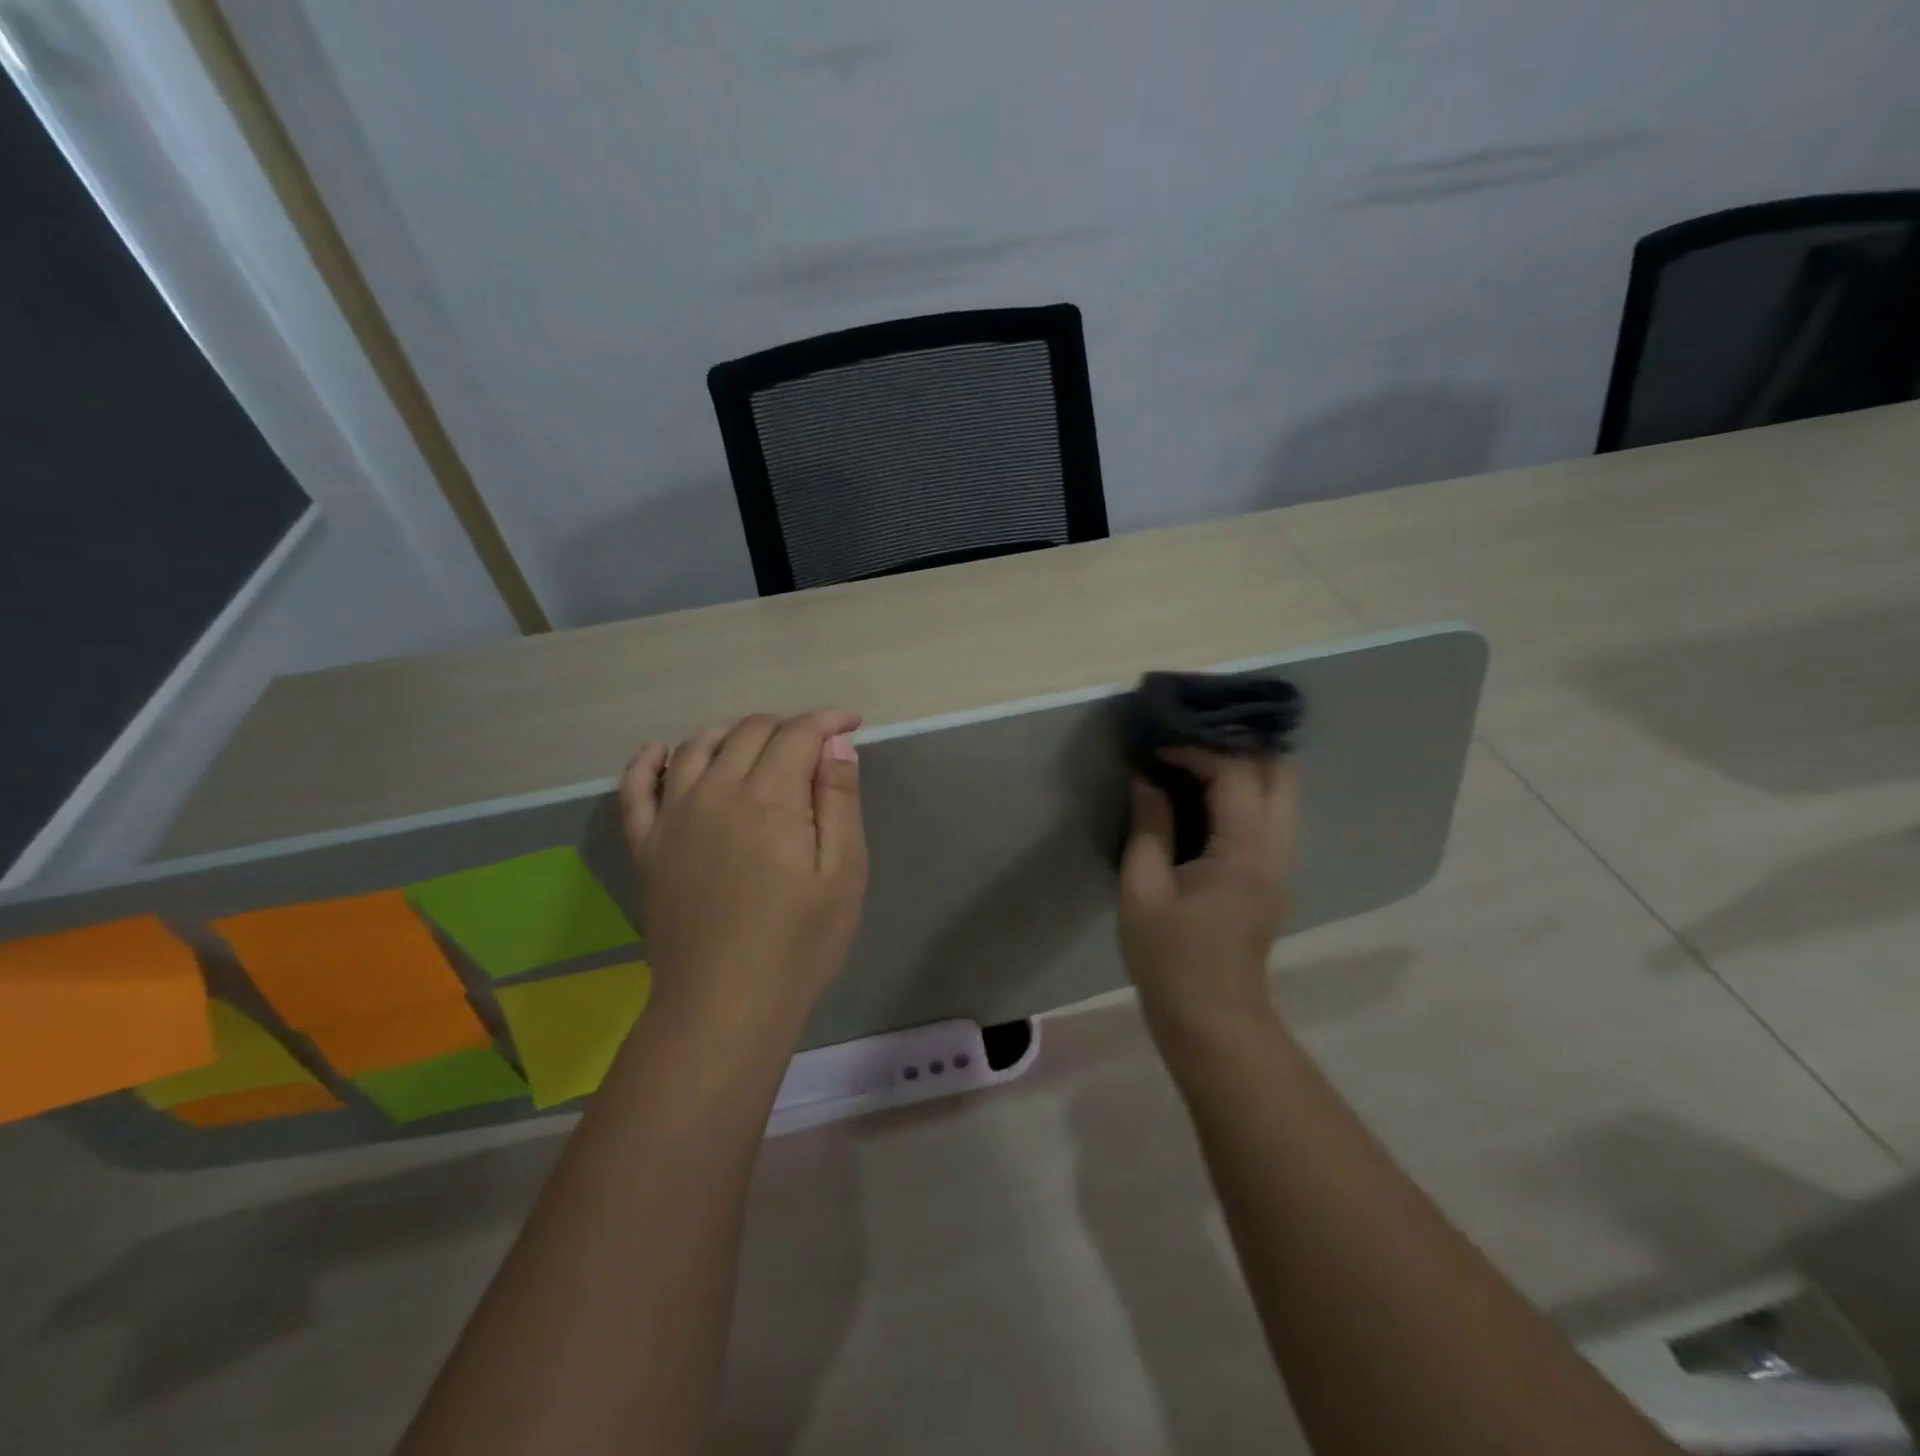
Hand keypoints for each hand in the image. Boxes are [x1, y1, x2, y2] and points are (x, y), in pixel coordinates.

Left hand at [620, 710, 867, 1036]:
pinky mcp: (648, 846)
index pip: (798, 733)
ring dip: (732, 732)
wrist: (724, 1007)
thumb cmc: (799, 944)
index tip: (852, 724)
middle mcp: (716, 791)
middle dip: (789, 726)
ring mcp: (674, 817)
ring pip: (698, 747)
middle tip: (816, 748)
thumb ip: (839, 800)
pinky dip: (648, 762)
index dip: (828, 721)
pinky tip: (659, 750)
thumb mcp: (843, 872)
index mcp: (769, 797)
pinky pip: (636, 789)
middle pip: (749, 731)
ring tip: (759, 744)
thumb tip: (835, 743)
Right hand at [1118, 750, 1297, 1035]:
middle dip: (1235, 749)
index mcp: (1244, 851)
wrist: (1212, 1020)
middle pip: (1281, 772)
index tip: (1154, 752)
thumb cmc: (1169, 958)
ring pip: (1282, 792)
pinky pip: (1270, 815)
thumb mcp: (1142, 889)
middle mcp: (1276, 849)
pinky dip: (1244, 794)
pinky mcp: (1273, 876)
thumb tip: (1145, 779)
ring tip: (1192, 766)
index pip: (1235, 773)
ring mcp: (1281, 863)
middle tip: (1186, 747)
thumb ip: (1149, 827)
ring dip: (1242, 769)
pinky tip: (1204, 801)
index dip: (1194, 751)